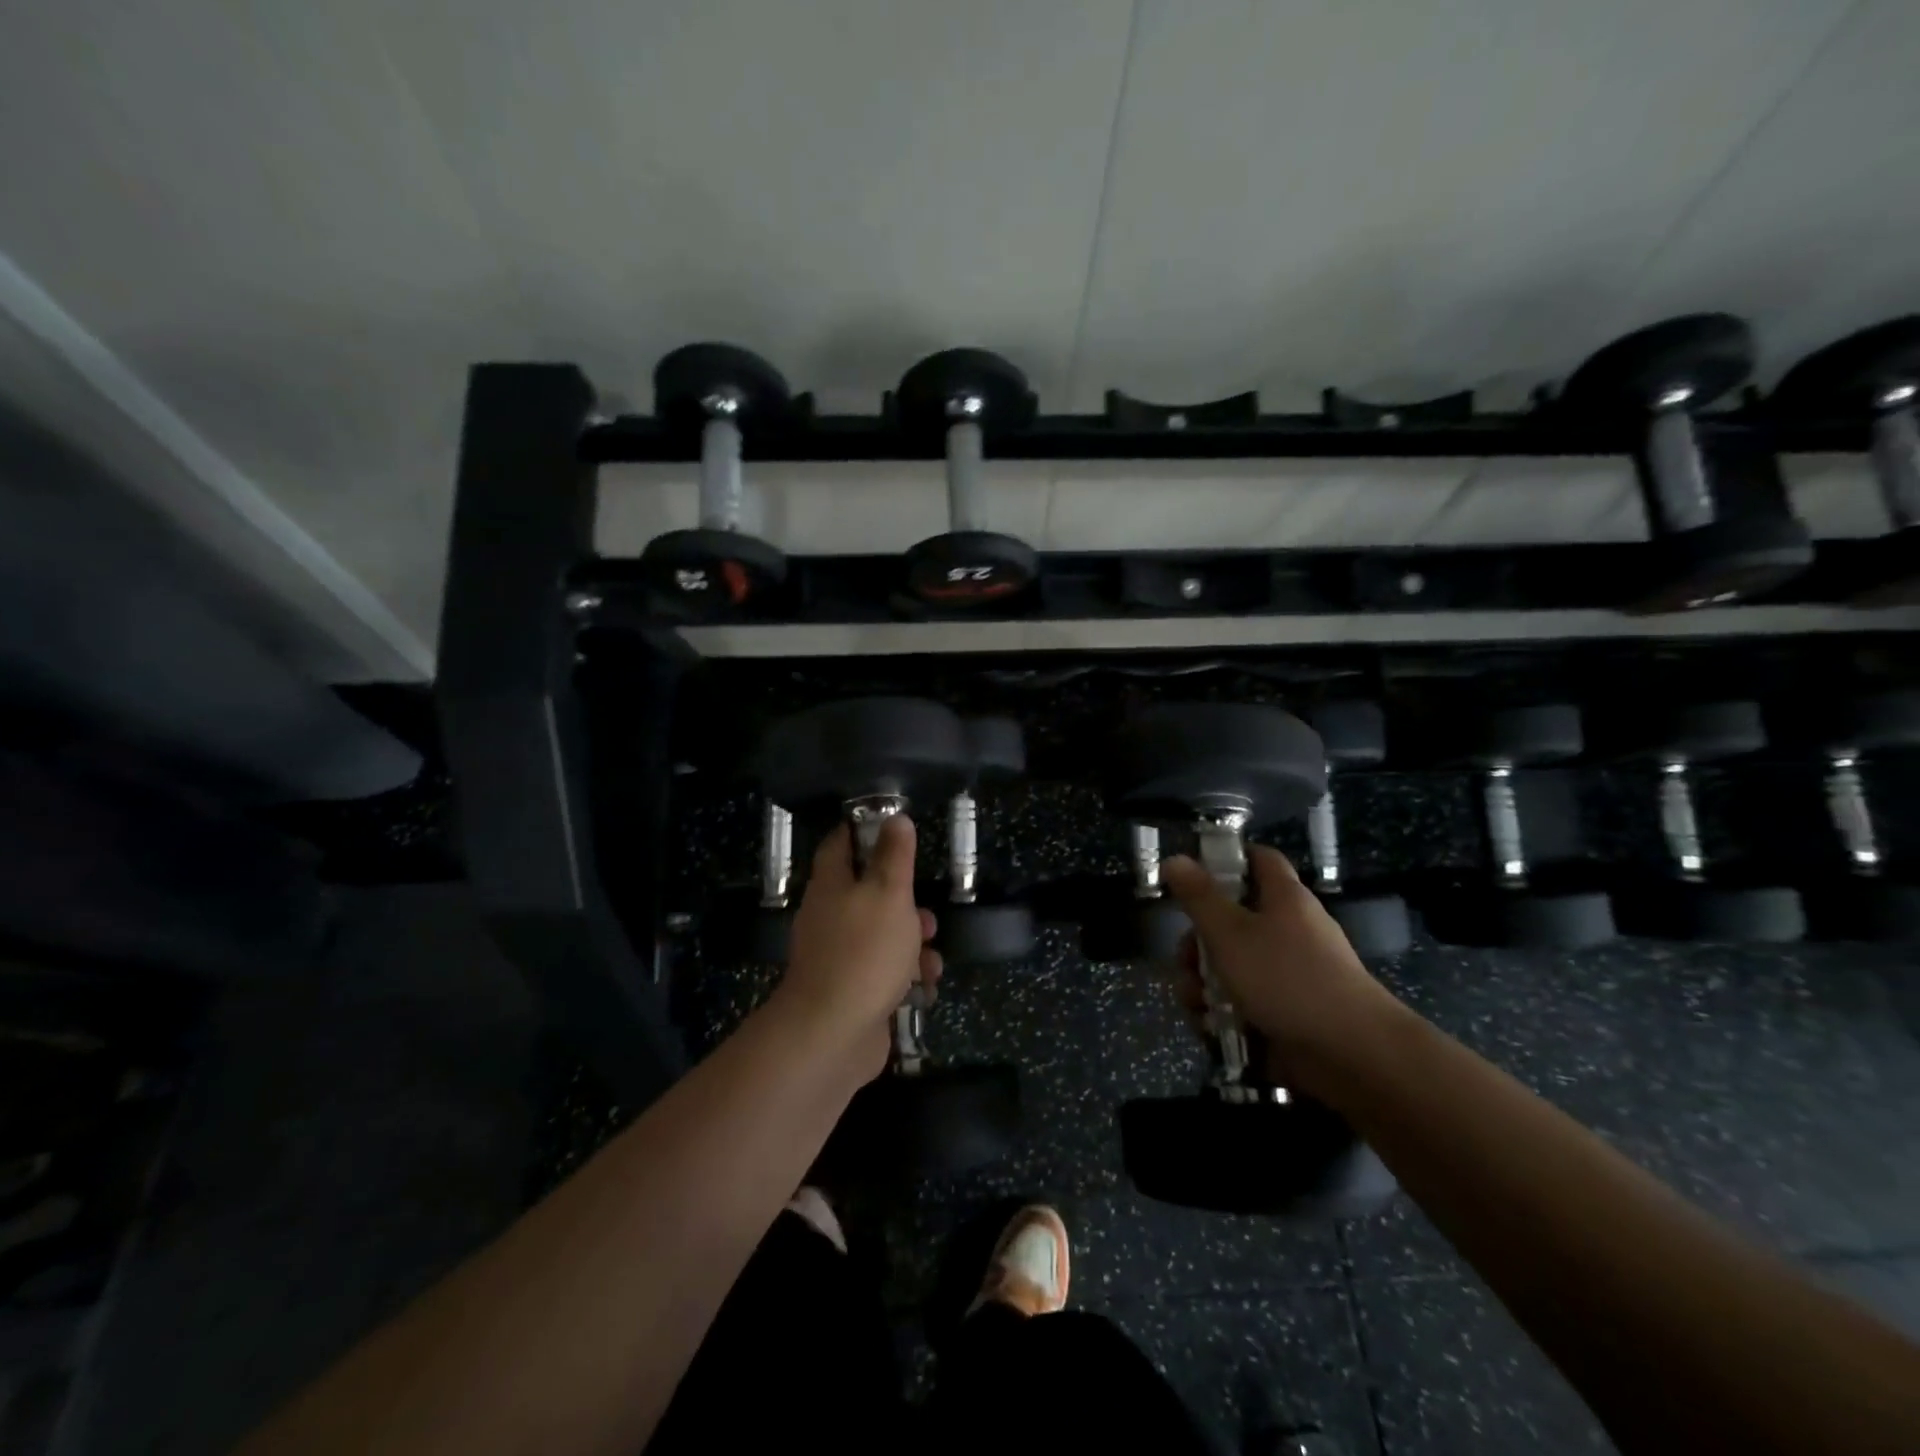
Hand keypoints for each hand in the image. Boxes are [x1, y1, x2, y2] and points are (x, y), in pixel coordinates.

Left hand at [775, 816, 940, 1077]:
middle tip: (926, 914)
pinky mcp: (852, 991)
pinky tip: (924, 988)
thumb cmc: (864, 952)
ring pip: (883, 937)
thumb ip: (895, 856)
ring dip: (912, 945)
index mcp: (832, 886)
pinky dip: (906, 978)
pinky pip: (884, 974)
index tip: (894, 831)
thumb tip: (895, 818)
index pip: (840, 844)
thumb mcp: (889, 893)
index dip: (865, 832)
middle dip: (905, 904)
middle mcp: (830, 917)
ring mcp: (839, 957)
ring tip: (930, 958)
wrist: (833, 1034)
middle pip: (869, 895)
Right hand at [1161, 846, 1402, 1095]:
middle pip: (1232, 921)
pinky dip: (1224, 1013)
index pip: (1259, 860)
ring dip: (1204, 984)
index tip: (1192, 877)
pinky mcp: (1287, 1013)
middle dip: (1198, 944)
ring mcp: (1289, 974)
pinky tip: (1210, 1028)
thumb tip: (1174, 859)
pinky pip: (1245, 1002)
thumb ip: (1198, 897)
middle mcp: (1289, 930)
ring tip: (1196, 1004)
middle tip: (1185, 961)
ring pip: (1232, 967)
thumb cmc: (1287, 978)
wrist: (1352, 1054)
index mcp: (1283, 899)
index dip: (1227, 860)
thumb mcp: (1230, 932)